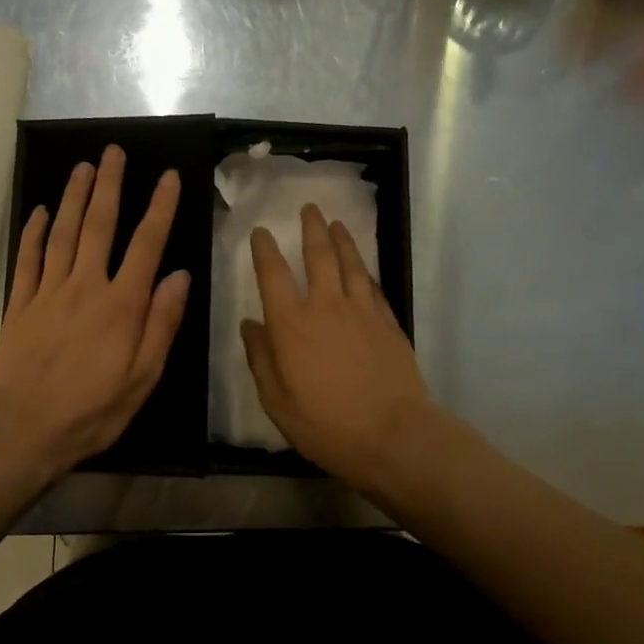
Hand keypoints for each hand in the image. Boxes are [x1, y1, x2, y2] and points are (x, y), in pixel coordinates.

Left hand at [0, 147, 189, 488]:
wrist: (21, 430)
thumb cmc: (91, 410)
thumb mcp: (143, 377)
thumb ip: (162, 324)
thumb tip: (180, 277)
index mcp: (121, 305)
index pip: (146, 245)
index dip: (159, 208)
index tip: (168, 177)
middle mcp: (85, 287)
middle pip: (98, 225)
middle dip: (109, 186)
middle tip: (112, 152)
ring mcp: (48, 292)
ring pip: (62, 233)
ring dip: (73, 197)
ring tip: (82, 167)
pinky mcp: (21, 305)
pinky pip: (28, 259)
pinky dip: (32, 232)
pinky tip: (38, 212)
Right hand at [240, 203, 433, 497]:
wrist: (392, 434)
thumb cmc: (326, 425)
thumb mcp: (277, 401)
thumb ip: (261, 359)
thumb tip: (250, 325)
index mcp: (292, 326)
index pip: (273, 275)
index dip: (265, 250)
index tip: (262, 232)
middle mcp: (326, 307)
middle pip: (318, 256)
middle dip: (311, 229)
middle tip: (309, 209)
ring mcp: (362, 311)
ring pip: (351, 264)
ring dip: (342, 240)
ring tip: (337, 223)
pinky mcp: (388, 322)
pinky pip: (373, 286)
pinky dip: (364, 270)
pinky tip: (362, 266)